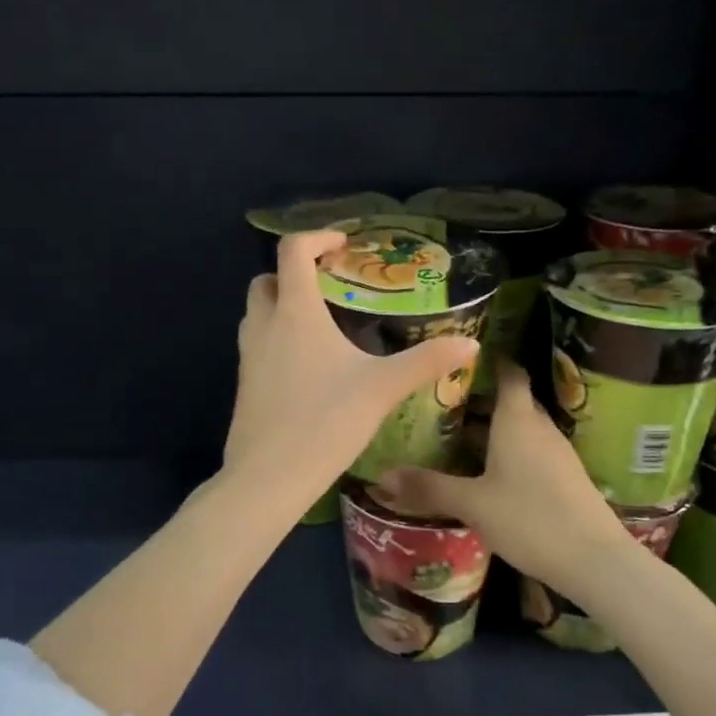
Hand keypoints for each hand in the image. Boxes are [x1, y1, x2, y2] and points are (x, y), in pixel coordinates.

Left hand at [224, 230, 478, 507]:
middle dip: (294, 273)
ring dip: (282, 306)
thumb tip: (471, 345)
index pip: (293, 250)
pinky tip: (308, 368)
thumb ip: (427, 361)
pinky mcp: (243, 384)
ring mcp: (247, 356)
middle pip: (268, 280)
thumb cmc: (325, 421)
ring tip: (322, 325)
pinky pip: (256, 345)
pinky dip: (276, 338)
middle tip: (330, 287)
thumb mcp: (383, 388)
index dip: (317, 237)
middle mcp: (264, 325)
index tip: (344, 245)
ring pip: (257, 313)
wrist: (268, 477)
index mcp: (295, 312)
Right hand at [378, 361, 629, 600]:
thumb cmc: (530, 519)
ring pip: (521, 428)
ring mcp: (557, 454)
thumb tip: (381, 477)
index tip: (461, 358)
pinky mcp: (565, 478)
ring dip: (494, 429)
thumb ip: (428, 488)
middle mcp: (539, 428)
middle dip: (481, 399)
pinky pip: (531, 451)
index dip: (490, 361)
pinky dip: (508, 452)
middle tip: (443, 402)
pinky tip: (487, 472)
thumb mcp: (472, 504)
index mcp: (517, 420)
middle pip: (512, 401)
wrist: (595, 561)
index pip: (509, 373)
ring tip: (457, 436)